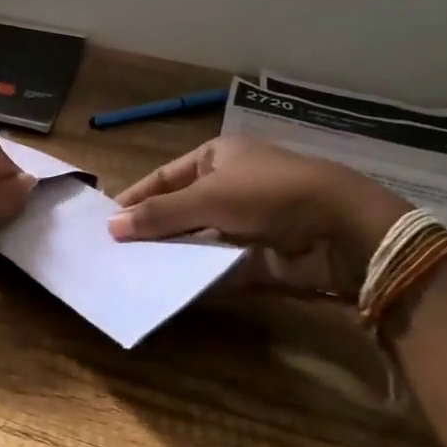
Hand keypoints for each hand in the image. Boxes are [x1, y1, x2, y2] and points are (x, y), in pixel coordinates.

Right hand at [108, 135, 409, 298]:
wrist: (340, 229)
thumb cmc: (269, 193)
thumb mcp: (208, 196)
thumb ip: (160, 214)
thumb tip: (111, 227)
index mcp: (218, 158)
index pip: (165, 177)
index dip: (136, 197)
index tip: (106, 220)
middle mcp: (229, 188)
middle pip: (179, 211)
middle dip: (151, 230)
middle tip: (113, 252)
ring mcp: (244, 225)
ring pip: (196, 241)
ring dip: (170, 255)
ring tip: (131, 273)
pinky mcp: (256, 259)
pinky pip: (216, 268)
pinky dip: (195, 277)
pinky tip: (166, 289)